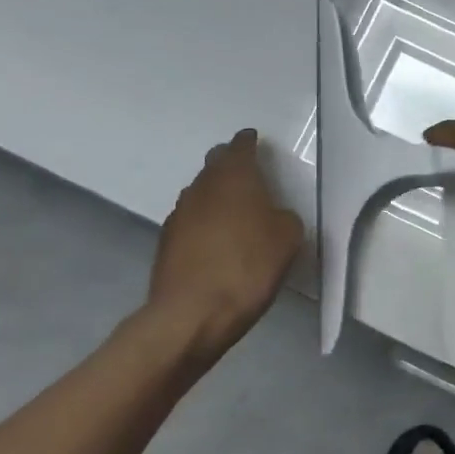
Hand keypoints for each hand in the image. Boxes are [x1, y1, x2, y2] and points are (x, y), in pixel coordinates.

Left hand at [143, 129, 305, 353]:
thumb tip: (273, 216)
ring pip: (200, 192)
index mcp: (235, 178)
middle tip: (246, 171)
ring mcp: (179, 214)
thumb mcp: (287, 238)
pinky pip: (190, 219)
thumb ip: (284, 217)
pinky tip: (215, 238)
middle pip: (215, 164)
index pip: (240, 147)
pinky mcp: (166, 242)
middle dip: (229, 163)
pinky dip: (204, 221)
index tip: (254, 140)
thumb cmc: (248, 266)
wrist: (192, 313)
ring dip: (215, 193)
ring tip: (233, 207)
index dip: (249, 142)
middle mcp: (202, 187)